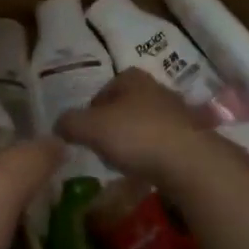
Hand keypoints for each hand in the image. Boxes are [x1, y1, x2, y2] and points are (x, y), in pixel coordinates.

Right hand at [55, 70, 224, 184]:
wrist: (189, 162)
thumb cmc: (136, 135)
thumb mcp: (91, 128)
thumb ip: (70, 123)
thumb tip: (57, 125)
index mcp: (133, 79)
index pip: (107, 87)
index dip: (93, 108)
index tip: (86, 130)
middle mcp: (158, 89)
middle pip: (127, 106)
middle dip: (113, 125)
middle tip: (101, 147)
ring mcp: (178, 114)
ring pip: (145, 125)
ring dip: (133, 141)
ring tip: (123, 162)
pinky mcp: (191, 138)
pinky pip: (162, 144)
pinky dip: (151, 155)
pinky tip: (145, 170)